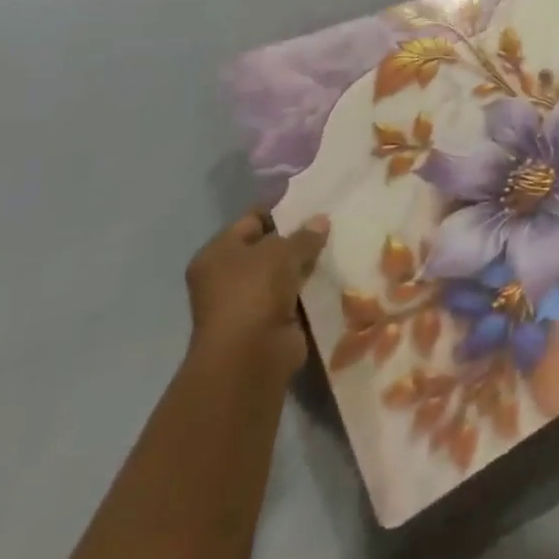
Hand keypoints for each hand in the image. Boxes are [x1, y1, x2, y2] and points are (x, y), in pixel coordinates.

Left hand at [185, 210, 328, 372]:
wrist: (249, 357)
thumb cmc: (254, 291)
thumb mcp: (283, 251)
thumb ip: (304, 234)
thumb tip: (320, 221)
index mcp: (218, 253)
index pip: (253, 219)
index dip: (282, 209)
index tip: (314, 201)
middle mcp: (227, 276)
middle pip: (269, 247)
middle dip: (298, 238)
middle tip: (333, 222)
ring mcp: (247, 302)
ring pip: (284, 272)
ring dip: (307, 264)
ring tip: (341, 243)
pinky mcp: (268, 322)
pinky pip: (294, 296)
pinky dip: (311, 288)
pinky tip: (336, 272)